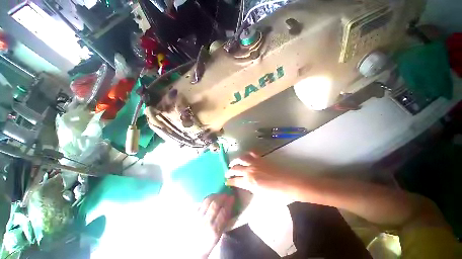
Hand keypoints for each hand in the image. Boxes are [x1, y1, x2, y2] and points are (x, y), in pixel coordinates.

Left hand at [196, 193, 233, 257]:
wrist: (192, 249)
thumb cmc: (208, 242)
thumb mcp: (219, 235)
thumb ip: (224, 221)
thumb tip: (229, 206)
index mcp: (214, 230)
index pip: (223, 212)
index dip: (229, 203)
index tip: (232, 197)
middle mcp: (205, 223)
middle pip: (215, 204)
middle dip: (222, 197)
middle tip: (226, 194)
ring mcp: (197, 217)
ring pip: (207, 201)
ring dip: (215, 195)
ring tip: (219, 195)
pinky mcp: (192, 214)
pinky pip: (200, 202)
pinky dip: (207, 198)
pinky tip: (211, 198)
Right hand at [225, 153, 295, 198]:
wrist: (289, 184)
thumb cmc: (277, 194)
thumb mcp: (261, 195)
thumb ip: (251, 189)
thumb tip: (246, 185)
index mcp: (249, 182)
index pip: (235, 181)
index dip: (229, 181)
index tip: (226, 181)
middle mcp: (249, 170)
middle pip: (235, 169)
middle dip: (229, 170)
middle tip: (227, 172)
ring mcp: (255, 163)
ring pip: (241, 158)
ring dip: (235, 160)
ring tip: (233, 162)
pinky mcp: (261, 158)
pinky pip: (252, 152)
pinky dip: (248, 153)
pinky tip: (246, 155)